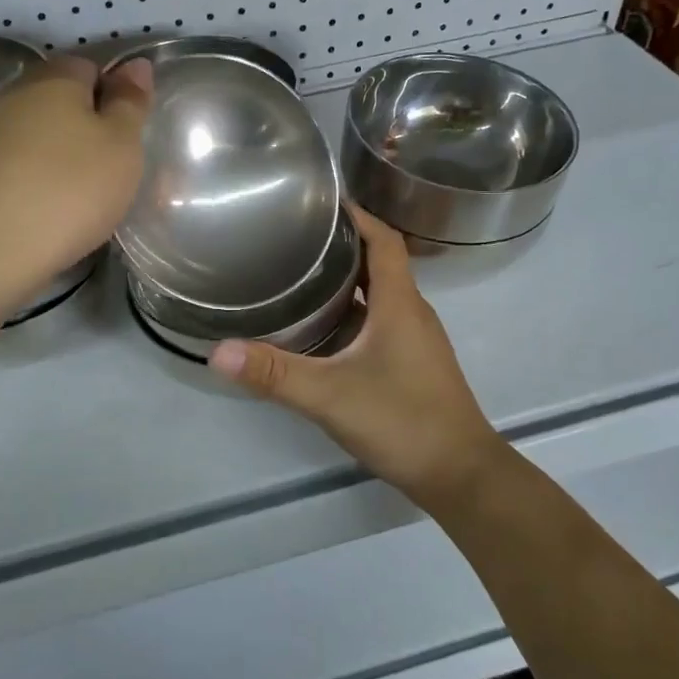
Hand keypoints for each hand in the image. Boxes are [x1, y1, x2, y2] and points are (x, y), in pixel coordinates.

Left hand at [0, 54, 151, 301]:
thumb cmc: (71, 188)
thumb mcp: (121, 144)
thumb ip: (130, 102)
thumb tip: (136, 64)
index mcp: (54, 76)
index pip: (92, 66)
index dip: (116, 95)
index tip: (130, 134)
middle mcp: (16, 94)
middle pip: (63, 98)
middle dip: (91, 125)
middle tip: (116, 165)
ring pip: (43, 132)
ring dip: (67, 153)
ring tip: (89, 191)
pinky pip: (24, 161)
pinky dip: (43, 176)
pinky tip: (56, 206)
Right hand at [208, 205, 501, 508]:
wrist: (461, 476)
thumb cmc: (403, 421)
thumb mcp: (330, 395)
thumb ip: (274, 373)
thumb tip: (217, 352)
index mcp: (399, 304)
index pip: (384, 240)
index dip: (359, 215)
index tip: (323, 201)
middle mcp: (411, 313)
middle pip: (380, 264)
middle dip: (343, 246)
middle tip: (296, 238)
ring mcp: (415, 341)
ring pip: (380, 295)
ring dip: (347, 281)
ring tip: (301, 276)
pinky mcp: (413, 365)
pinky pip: (381, 322)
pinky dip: (354, 314)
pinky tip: (323, 331)